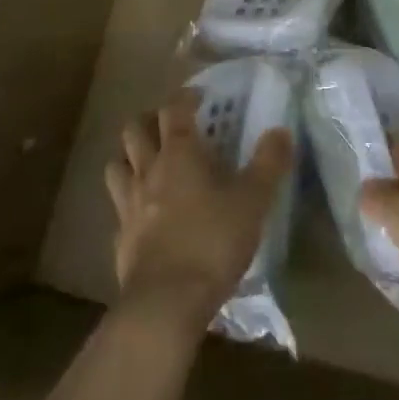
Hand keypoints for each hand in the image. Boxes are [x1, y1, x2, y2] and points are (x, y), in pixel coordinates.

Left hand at [105, 91, 293, 329]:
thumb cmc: (212, 242)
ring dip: (129, 157)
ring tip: (147, 163)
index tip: (198, 96)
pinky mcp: (120, 238)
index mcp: (179, 154)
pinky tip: (144, 215)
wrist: (166, 302)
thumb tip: (281, 131)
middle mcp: (148, 171)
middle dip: (148, 120)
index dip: (184, 98)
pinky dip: (129, 202)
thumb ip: (268, 164)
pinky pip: (119, 208)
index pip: (173, 110)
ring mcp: (128, 205)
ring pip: (116, 165)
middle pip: (134, 130)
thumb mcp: (253, 201)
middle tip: (168, 125)